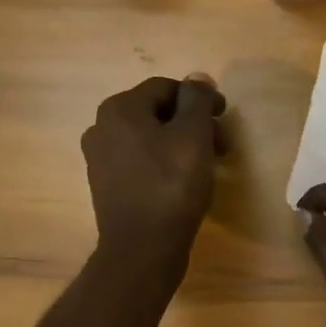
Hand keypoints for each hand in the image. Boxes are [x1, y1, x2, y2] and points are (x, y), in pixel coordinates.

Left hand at [82, 75, 225, 275]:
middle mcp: (102, 128)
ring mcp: (100, 159)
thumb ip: (197, 100)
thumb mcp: (194, 135)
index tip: (225, 117)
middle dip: (192, 124)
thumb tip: (198, 78)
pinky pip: (140, 162)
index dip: (200, 98)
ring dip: (180, 144)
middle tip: (221, 145)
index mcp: (120, 109)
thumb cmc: (171, 185)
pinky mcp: (107, 186)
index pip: (166, 88)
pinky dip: (164, 163)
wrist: (143, 248)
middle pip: (156, 113)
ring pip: (149, 138)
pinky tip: (184, 182)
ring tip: (207, 165)